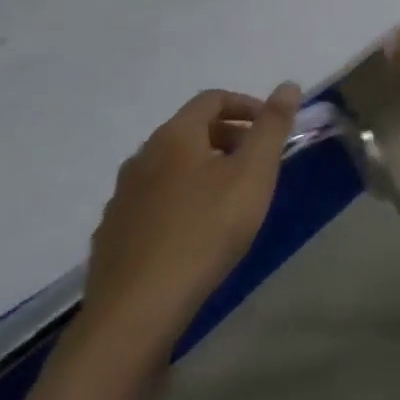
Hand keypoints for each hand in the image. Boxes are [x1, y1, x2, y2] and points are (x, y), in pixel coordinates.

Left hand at [80, 84, 301, 351]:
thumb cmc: (205, 231)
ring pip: (170, 169)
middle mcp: (141, 158)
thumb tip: (288, 85)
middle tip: (256, 164)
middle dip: (228, 138)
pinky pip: (152, 203)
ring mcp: (121, 200)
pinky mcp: (111, 238)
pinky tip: (194, 234)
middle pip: (190, 131)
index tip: (270, 129)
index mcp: (174, 136)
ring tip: (229, 200)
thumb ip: (273, 125)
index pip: (212, 99)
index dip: (247, 105)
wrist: (134, 315)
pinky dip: (179, 202)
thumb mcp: (254, 172)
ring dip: (203, 171)